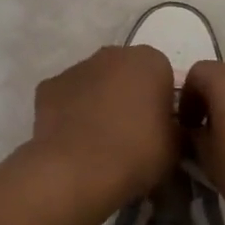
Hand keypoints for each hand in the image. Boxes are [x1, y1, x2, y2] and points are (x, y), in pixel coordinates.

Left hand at [29, 45, 180, 204]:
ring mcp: (76, 68)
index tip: (159, 128)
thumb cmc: (137, 153)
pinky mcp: (47, 87)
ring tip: (99, 141)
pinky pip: (67, 98)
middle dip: (129, 95)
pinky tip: (74, 140)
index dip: (162, 102)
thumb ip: (177, 128)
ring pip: (94, 82)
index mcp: (150, 61)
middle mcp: (112, 54)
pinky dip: (70, 113)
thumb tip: (170, 129)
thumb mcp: (176, 147)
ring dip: (99, 102)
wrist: (78, 170)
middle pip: (126, 73)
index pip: (163, 76)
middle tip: (131, 133)